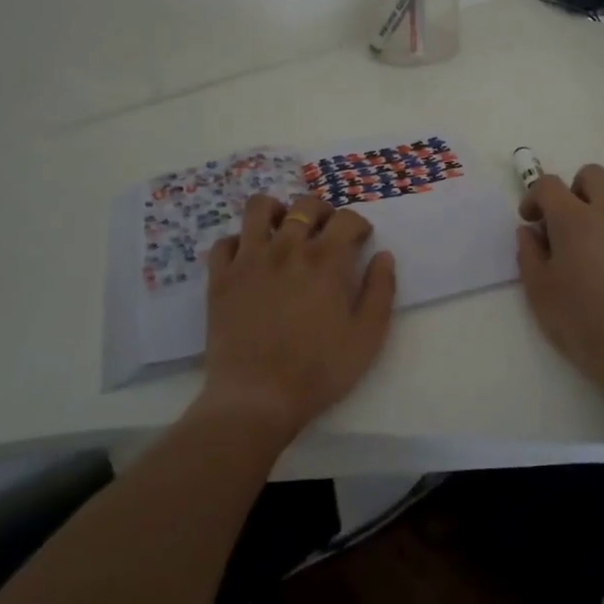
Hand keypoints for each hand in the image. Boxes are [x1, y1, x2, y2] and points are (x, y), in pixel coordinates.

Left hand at [197, 193, 396, 440]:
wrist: (256, 398)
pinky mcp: (220, 277)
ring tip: (284, 230)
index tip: (360, 240)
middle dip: (322, 211)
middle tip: (326, 233)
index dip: (358, 224)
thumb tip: (383, 256)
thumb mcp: (367, 337)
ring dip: (277, 212)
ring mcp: (249, 259)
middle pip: (305, 205)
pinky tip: (249, 259)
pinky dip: (239, 243)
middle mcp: (287, 247)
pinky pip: (225, 242)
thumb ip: (381, 291)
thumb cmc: (319, 371)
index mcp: (326, 260)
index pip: (346, 218)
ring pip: (259, 208)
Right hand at [517, 165, 603, 400]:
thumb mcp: (540, 293)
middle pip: (591, 174)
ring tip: (599, 225)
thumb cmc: (584, 324)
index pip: (549, 184)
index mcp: (574, 219)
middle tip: (566, 221)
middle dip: (573, 190)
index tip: (532, 220)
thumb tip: (530, 232)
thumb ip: (529, 254)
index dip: (534, 197)